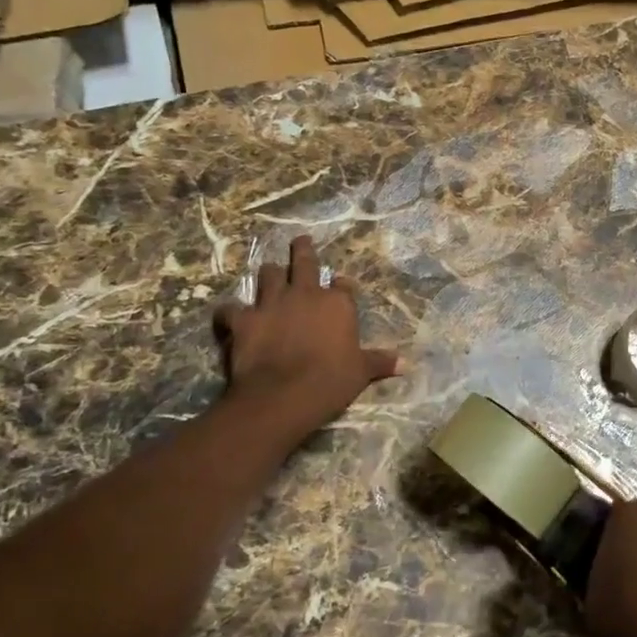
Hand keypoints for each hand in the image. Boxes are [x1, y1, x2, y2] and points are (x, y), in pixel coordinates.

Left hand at [213, 235, 398, 438]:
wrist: (284, 395)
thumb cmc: (331, 381)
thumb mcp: (361, 372)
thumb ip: (380, 362)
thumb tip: (407, 365)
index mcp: (337, 303)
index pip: (342, 284)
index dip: (341, 285)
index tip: (342, 287)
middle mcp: (304, 293)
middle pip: (304, 261)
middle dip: (303, 250)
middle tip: (301, 241)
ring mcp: (271, 303)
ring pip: (268, 274)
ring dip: (269, 274)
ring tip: (270, 274)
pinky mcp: (243, 319)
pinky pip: (230, 309)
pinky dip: (230, 313)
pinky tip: (229, 317)